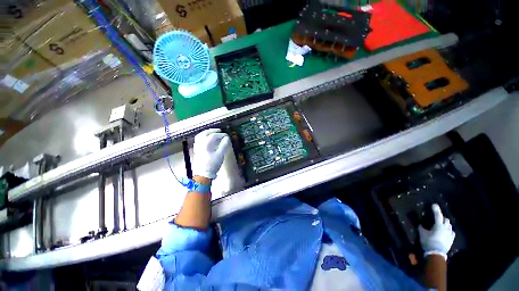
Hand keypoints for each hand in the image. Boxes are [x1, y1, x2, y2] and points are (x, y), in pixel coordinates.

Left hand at [192, 129, 230, 178]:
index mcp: (206, 144)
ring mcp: (197, 147)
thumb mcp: (220, 155)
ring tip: (213, 133)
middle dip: (212, 131)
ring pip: (200, 136)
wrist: (203, 174)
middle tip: (219, 131)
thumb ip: (224, 145)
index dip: (221, 134)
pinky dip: (203, 137)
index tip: (227, 136)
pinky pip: (199, 140)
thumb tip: (227, 138)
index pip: (214, 135)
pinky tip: (207, 140)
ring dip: (207, 133)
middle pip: (205, 133)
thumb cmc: (212, 164)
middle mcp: (200, 143)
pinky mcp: (196, 150)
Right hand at [418, 204, 455, 260]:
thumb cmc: (428, 242)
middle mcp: (446, 228)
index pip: (438, 215)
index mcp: (439, 225)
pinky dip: (449, 230)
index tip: (433, 204)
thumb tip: (420, 224)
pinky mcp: (451, 239)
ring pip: (449, 225)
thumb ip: (421, 227)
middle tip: (437, 218)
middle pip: (446, 219)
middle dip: (442, 217)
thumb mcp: (422, 234)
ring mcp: (450, 234)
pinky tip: (446, 232)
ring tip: (441, 225)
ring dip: (445, 224)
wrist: (436, 254)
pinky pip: (452, 232)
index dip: (436, 209)